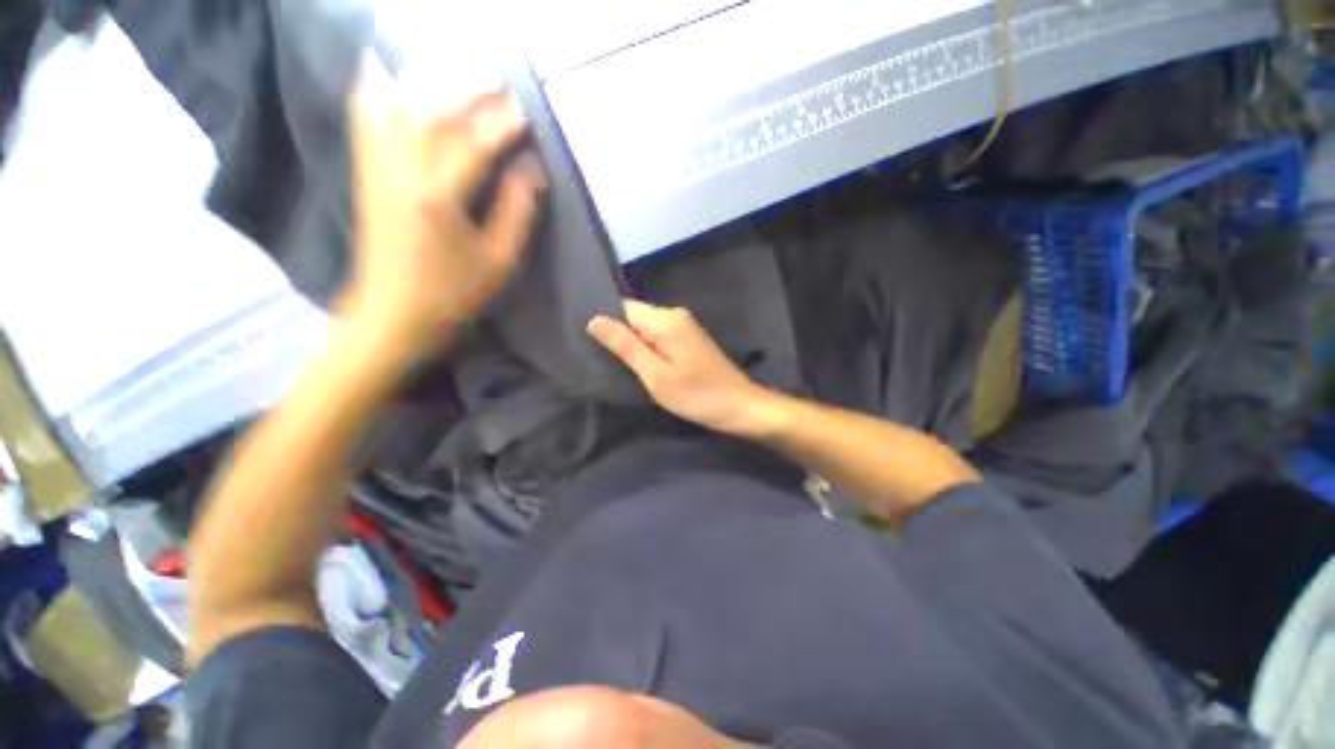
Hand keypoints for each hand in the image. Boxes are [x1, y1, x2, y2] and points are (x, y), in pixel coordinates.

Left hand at [344, 55, 544, 357]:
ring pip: (398, 105)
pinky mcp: (366, 173)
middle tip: (498, 82)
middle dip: (468, 90)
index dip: (502, 124)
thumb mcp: (499, 262)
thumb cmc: (454, 294)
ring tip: (457, 70)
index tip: (525, 111)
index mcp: (440, 198)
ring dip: (430, 80)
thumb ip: (517, 213)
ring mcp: (377, 168)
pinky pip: (365, 118)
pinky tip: (384, 68)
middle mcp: (402, 171)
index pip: (475, 144)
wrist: (393, 314)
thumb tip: (532, 170)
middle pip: (434, 111)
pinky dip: (375, 87)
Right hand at [587, 300, 772, 434]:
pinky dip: (646, 348)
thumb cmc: (697, 395)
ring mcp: (684, 327)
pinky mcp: (688, 339)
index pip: (623, 307)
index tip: (584, 340)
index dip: (604, 321)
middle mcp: (675, 315)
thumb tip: (594, 320)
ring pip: (645, 327)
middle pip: (634, 316)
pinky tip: (639, 364)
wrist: (740, 406)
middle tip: (597, 357)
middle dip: (617, 333)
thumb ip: (625, 346)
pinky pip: (658, 336)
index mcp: (666, 320)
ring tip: (613, 363)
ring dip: (631, 343)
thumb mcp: (655, 375)